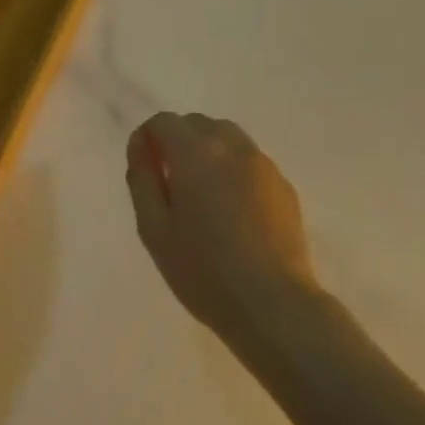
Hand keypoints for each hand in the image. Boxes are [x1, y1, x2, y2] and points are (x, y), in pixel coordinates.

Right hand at [125, 113, 316, 335]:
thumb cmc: (202, 270)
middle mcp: (232, 147)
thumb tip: (140, 144)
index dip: (148, 138)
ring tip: (202, 196)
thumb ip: (142, 178)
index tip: (144, 168)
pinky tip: (232, 211)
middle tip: (170, 184)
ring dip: (208, 152)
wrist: (271, 301)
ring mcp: (263, 164)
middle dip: (178, 141)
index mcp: (196, 154)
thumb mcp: (154, 228)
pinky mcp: (284, 185)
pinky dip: (233, 170)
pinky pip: (250, 162)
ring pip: (228, 138)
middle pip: (198, 124)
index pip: (165, 122)